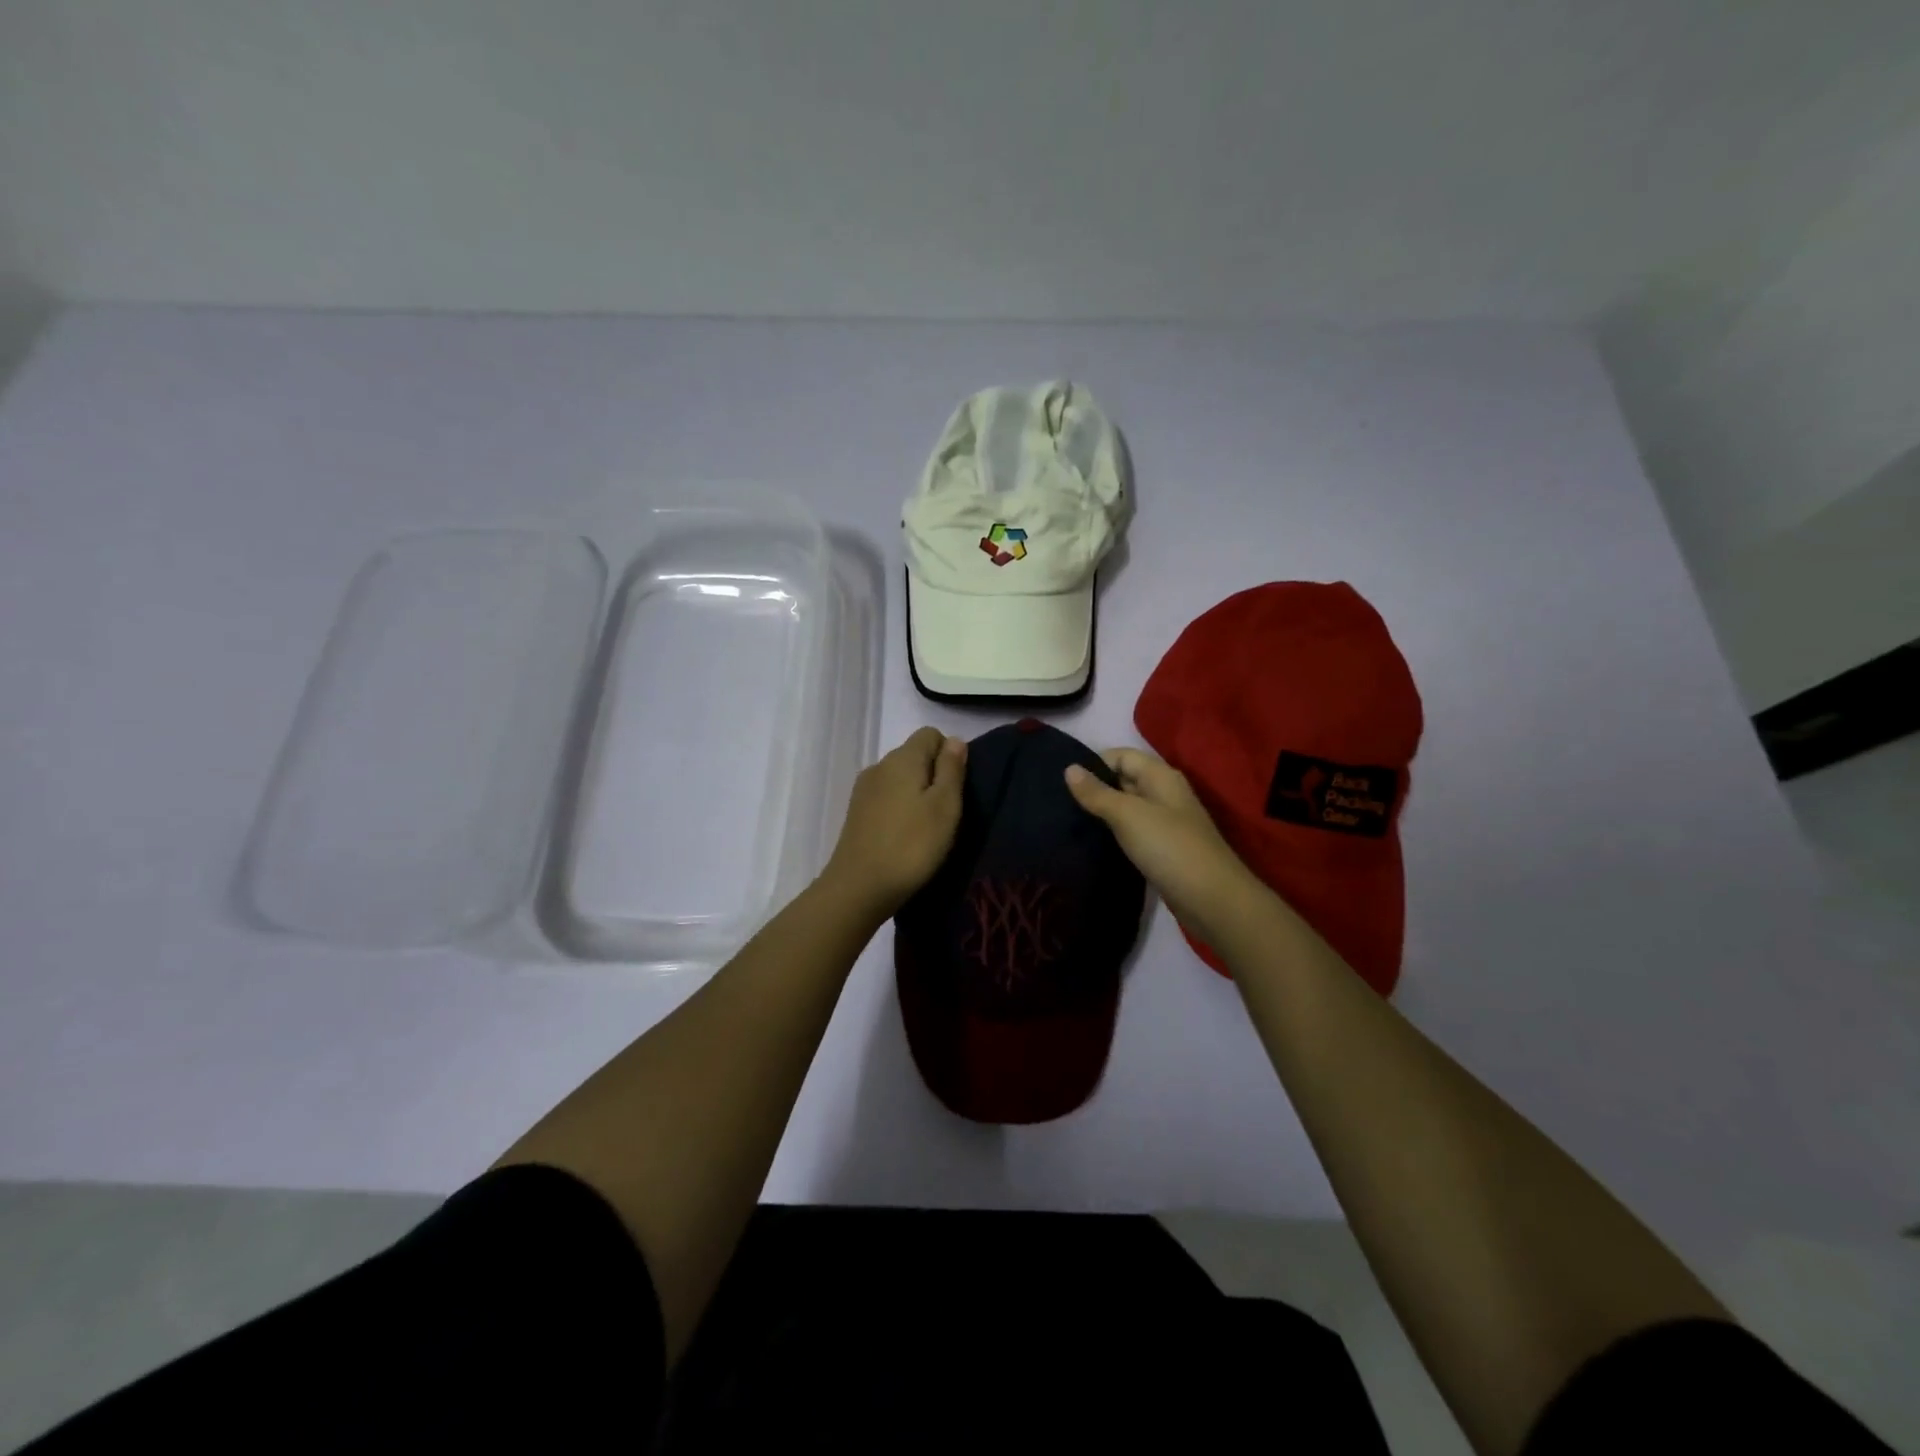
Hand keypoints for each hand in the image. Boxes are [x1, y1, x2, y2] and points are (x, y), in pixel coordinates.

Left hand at [821, 727, 966, 918]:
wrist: (859, 887)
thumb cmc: (912, 845)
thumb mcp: (945, 806)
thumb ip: (952, 769)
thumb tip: (955, 740)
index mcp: (902, 758)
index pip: (930, 734)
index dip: (949, 754)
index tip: (957, 788)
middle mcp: (879, 766)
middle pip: (914, 755)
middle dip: (934, 775)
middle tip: (947, 812)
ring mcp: (864, 789)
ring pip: (900, 778)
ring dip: (917, 794)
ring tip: (928, 828)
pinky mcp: (856, 813)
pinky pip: (886, 798)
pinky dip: (900, 809)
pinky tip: (906, 836)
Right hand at [1065, 748, 1260, 942]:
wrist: (1211, 899)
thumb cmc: (1169, 847)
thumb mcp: (1128, 815)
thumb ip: (1097, 793)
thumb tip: (1069, 768)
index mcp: (1160, 776)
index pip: (1121, 755)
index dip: (1093, 764)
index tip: (1062, 782)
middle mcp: (1164, 793)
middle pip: (1123, 779)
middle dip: (1094, 788)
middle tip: (1059, 803)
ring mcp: (1165, 822)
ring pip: (1127, 808)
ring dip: (1102, 813)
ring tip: (1068, 822)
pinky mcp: (1162, 849)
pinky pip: (1133, 832)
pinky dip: (1114, 834)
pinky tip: (1092, 844)